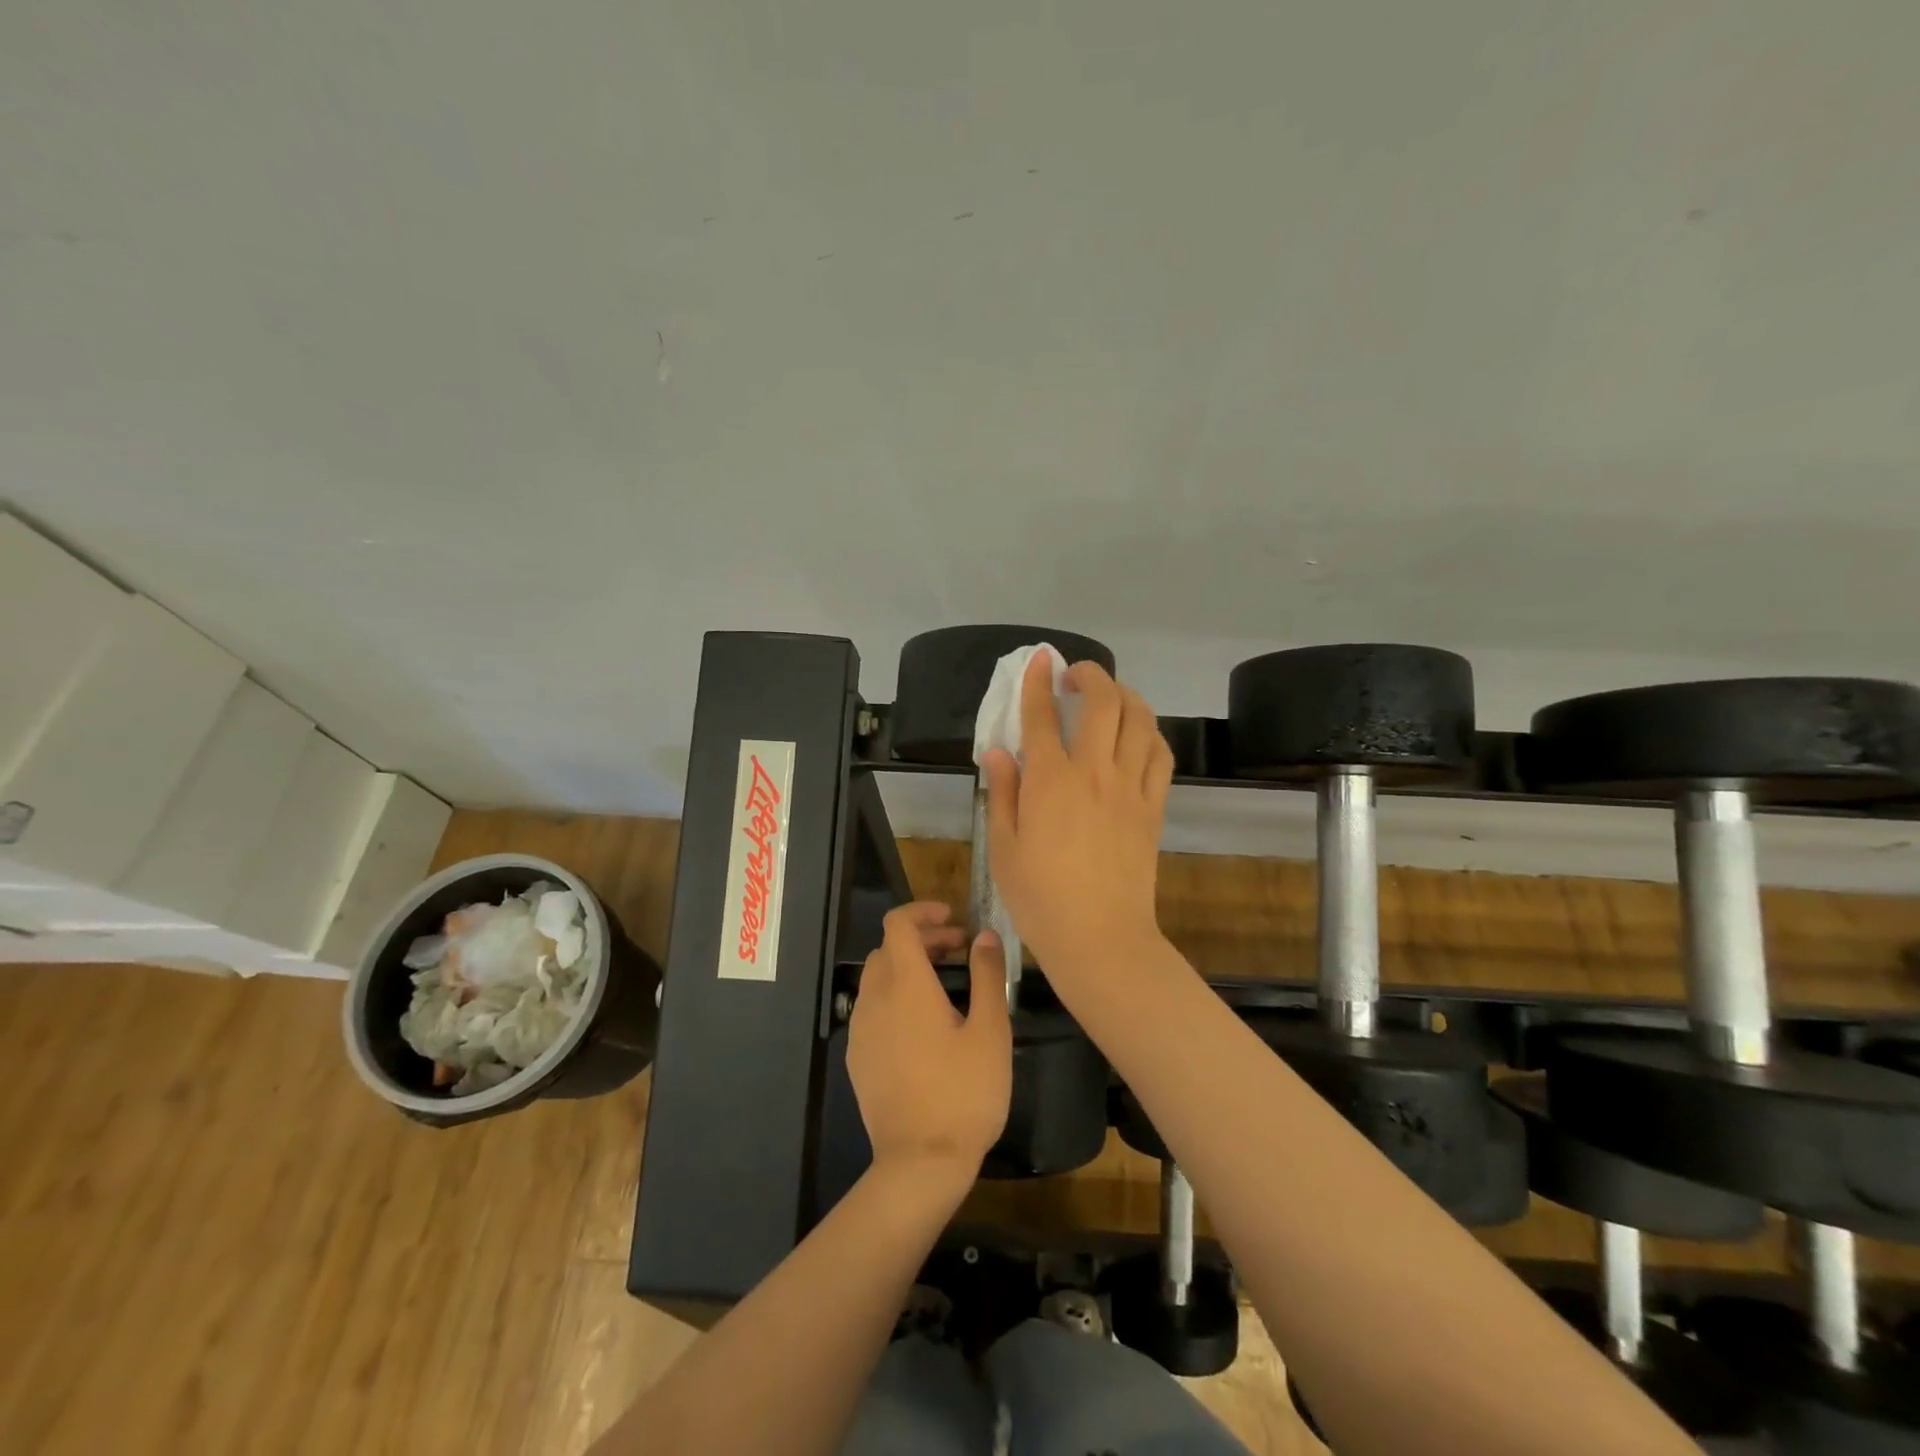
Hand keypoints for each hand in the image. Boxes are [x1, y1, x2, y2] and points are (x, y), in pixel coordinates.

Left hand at [847, 903, 1011, 1185]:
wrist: (919, 1163)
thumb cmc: (964, 1093)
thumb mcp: (990, 1031)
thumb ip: (987, 976)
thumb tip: (984, 935)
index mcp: (906, 985)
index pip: (898, 924)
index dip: (923, 911)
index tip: (953, 919)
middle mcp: (875, 998)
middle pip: (889, 948)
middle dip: (922, 939)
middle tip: (959, 951)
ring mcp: (860, 1029)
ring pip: (878, 977)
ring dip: (907, 966)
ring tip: (944, 984)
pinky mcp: (857, 1056)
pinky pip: (872, 1007)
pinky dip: (894, 995)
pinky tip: (922, 1023)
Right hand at [982, 656, 1172, 976]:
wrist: (1100, 938)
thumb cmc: (1040, 899)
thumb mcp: (1003, 848)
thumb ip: (1002, 793)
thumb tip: (998, 751)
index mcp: (1049, 781)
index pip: (1042, 715)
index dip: (1038, 681)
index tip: (1040, 659)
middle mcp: (1093, 772)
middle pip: (1102, 702)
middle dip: (1090, 674)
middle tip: (1075, 675)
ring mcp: (1130, 787)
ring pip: (1139, 719)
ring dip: (1125, 694)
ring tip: (1110, 696)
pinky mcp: (1153, 806)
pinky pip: (1161, 754)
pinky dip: (1150, 732)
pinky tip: (1137, 735)